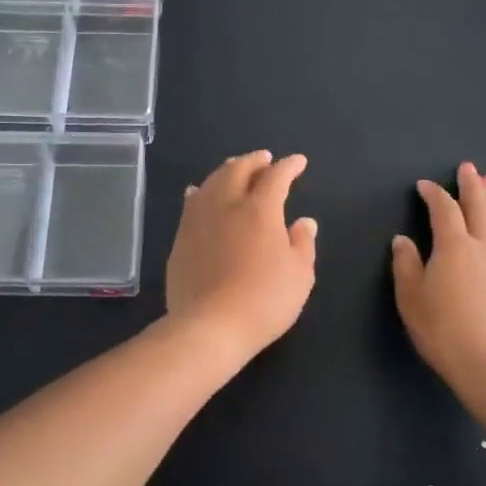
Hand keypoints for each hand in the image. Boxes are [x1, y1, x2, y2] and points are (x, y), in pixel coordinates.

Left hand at [166, 151, 317, 360]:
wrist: (209, 326)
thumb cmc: (264, 301)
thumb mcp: (299, 276)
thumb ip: (303, 243)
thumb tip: (304, 221)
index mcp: (260, 210)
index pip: (277, 177)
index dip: (289, 166)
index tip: (298, 162)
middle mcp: (227, 204)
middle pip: (239, 170)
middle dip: (255, 161)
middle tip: (265, 159)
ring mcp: (199, 219)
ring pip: (212, 181)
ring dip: (228, 170)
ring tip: (235, 168)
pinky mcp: (181, 237)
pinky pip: (191, 203)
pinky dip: (201, 191)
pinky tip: (199, 192)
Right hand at [392, 161, 485, 383]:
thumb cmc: (443, 331)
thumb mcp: (411, 299)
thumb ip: (406, 266)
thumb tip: (403, 240)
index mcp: (453, 247)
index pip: (443, 210)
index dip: (434, 194)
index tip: (425, 185)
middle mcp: (483, 248)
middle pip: (479, 208)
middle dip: (472, 186)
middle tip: (469, 168)